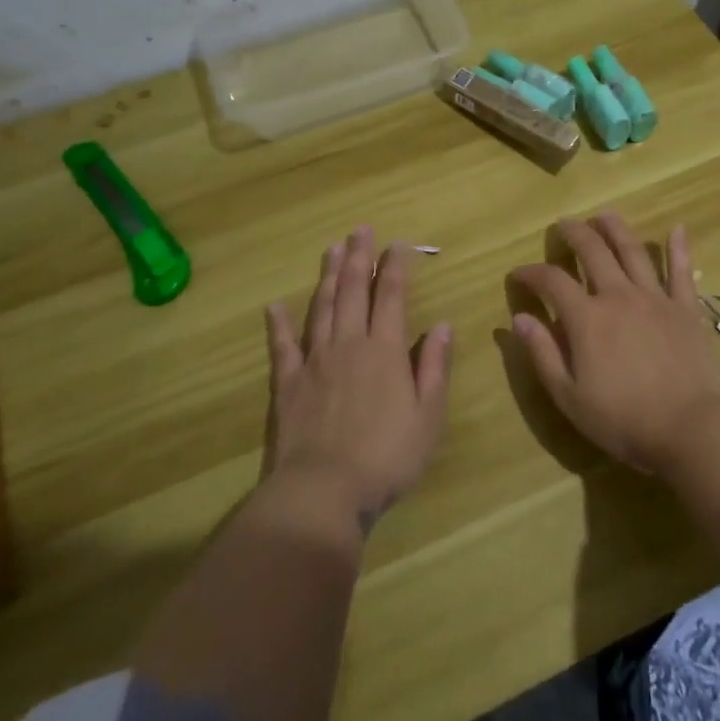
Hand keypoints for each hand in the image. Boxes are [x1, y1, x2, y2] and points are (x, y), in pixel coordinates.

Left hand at [265, 227, 452, 527]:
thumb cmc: (387, 457)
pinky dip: (279, 324)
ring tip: (331, 249)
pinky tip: (275, 305)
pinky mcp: (287, 383)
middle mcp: (349, 344)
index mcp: (386, 350)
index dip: (396, 267)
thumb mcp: (428, 416)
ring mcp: (314, 361)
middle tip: (360, 230)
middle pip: (353, 291)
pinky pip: (282, 346)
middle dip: (358, 258)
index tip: (398, 244)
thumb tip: (443, 326)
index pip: (392, 297)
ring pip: (321, 307)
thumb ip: (435, 368)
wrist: (323, 490)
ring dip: (327, 276)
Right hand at [509, 213, 719, 473]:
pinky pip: (682, 271)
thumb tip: (518, 319)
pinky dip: (679, 248)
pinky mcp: (686, 309)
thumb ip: (542, 354)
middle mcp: (619, 296)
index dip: (531, 273)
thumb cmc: (624, 420)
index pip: (551, 281)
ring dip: (616, 229)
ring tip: (604, 215)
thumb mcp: (569, 396)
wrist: (691, 429)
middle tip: (563, 225)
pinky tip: (676, 228)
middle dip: (574, 234)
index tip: (519, 274)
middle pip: (593, 252)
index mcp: (587, 318)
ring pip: (633, 251)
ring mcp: (656, 299)